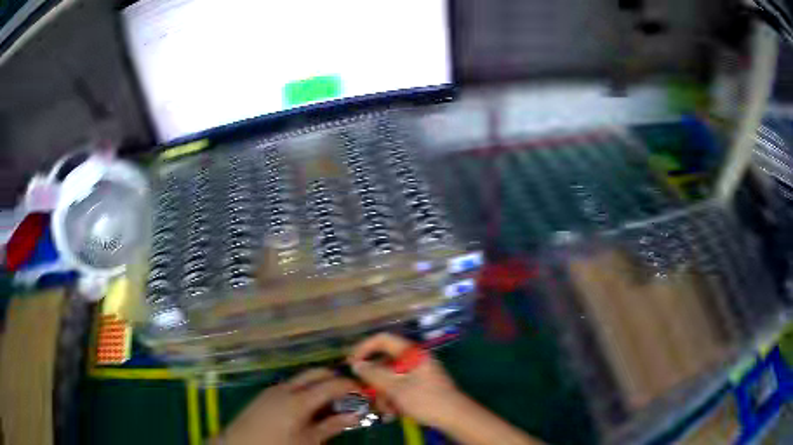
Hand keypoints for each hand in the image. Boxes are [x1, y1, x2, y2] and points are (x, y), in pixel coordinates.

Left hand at [218, 369, 361, 444]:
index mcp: (298, 400)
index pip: (331, 384)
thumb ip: (332, 426)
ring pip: (303, 378)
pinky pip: (291, 386)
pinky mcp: (266, 395)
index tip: (365, 391)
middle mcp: (286, 388)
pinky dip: (306, 390)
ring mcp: (273, 390)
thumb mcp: (309, 441)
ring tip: (333, 402)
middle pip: (316, 373)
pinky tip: (311, 407)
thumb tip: (355, 415)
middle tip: (351, 394)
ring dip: (320, 384)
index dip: (350, 385)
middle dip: (335, 379)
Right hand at [348, 333, 465, 428]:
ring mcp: (418, 373)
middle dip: (375, 381)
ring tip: (386, 410)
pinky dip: (393, 399)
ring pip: (391, 378)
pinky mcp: (420, 386)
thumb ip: (374, 375)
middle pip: (385, 363)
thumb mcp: (396, 388)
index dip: (364, 348)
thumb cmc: (426, 400)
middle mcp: (414, 360)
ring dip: (384, 394)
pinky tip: (393, 414)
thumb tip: (356, 364)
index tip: (351, 363)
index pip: (383, 339)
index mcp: (411, 353)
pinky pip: (400, 388)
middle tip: (367, 395)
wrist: (455, 417)